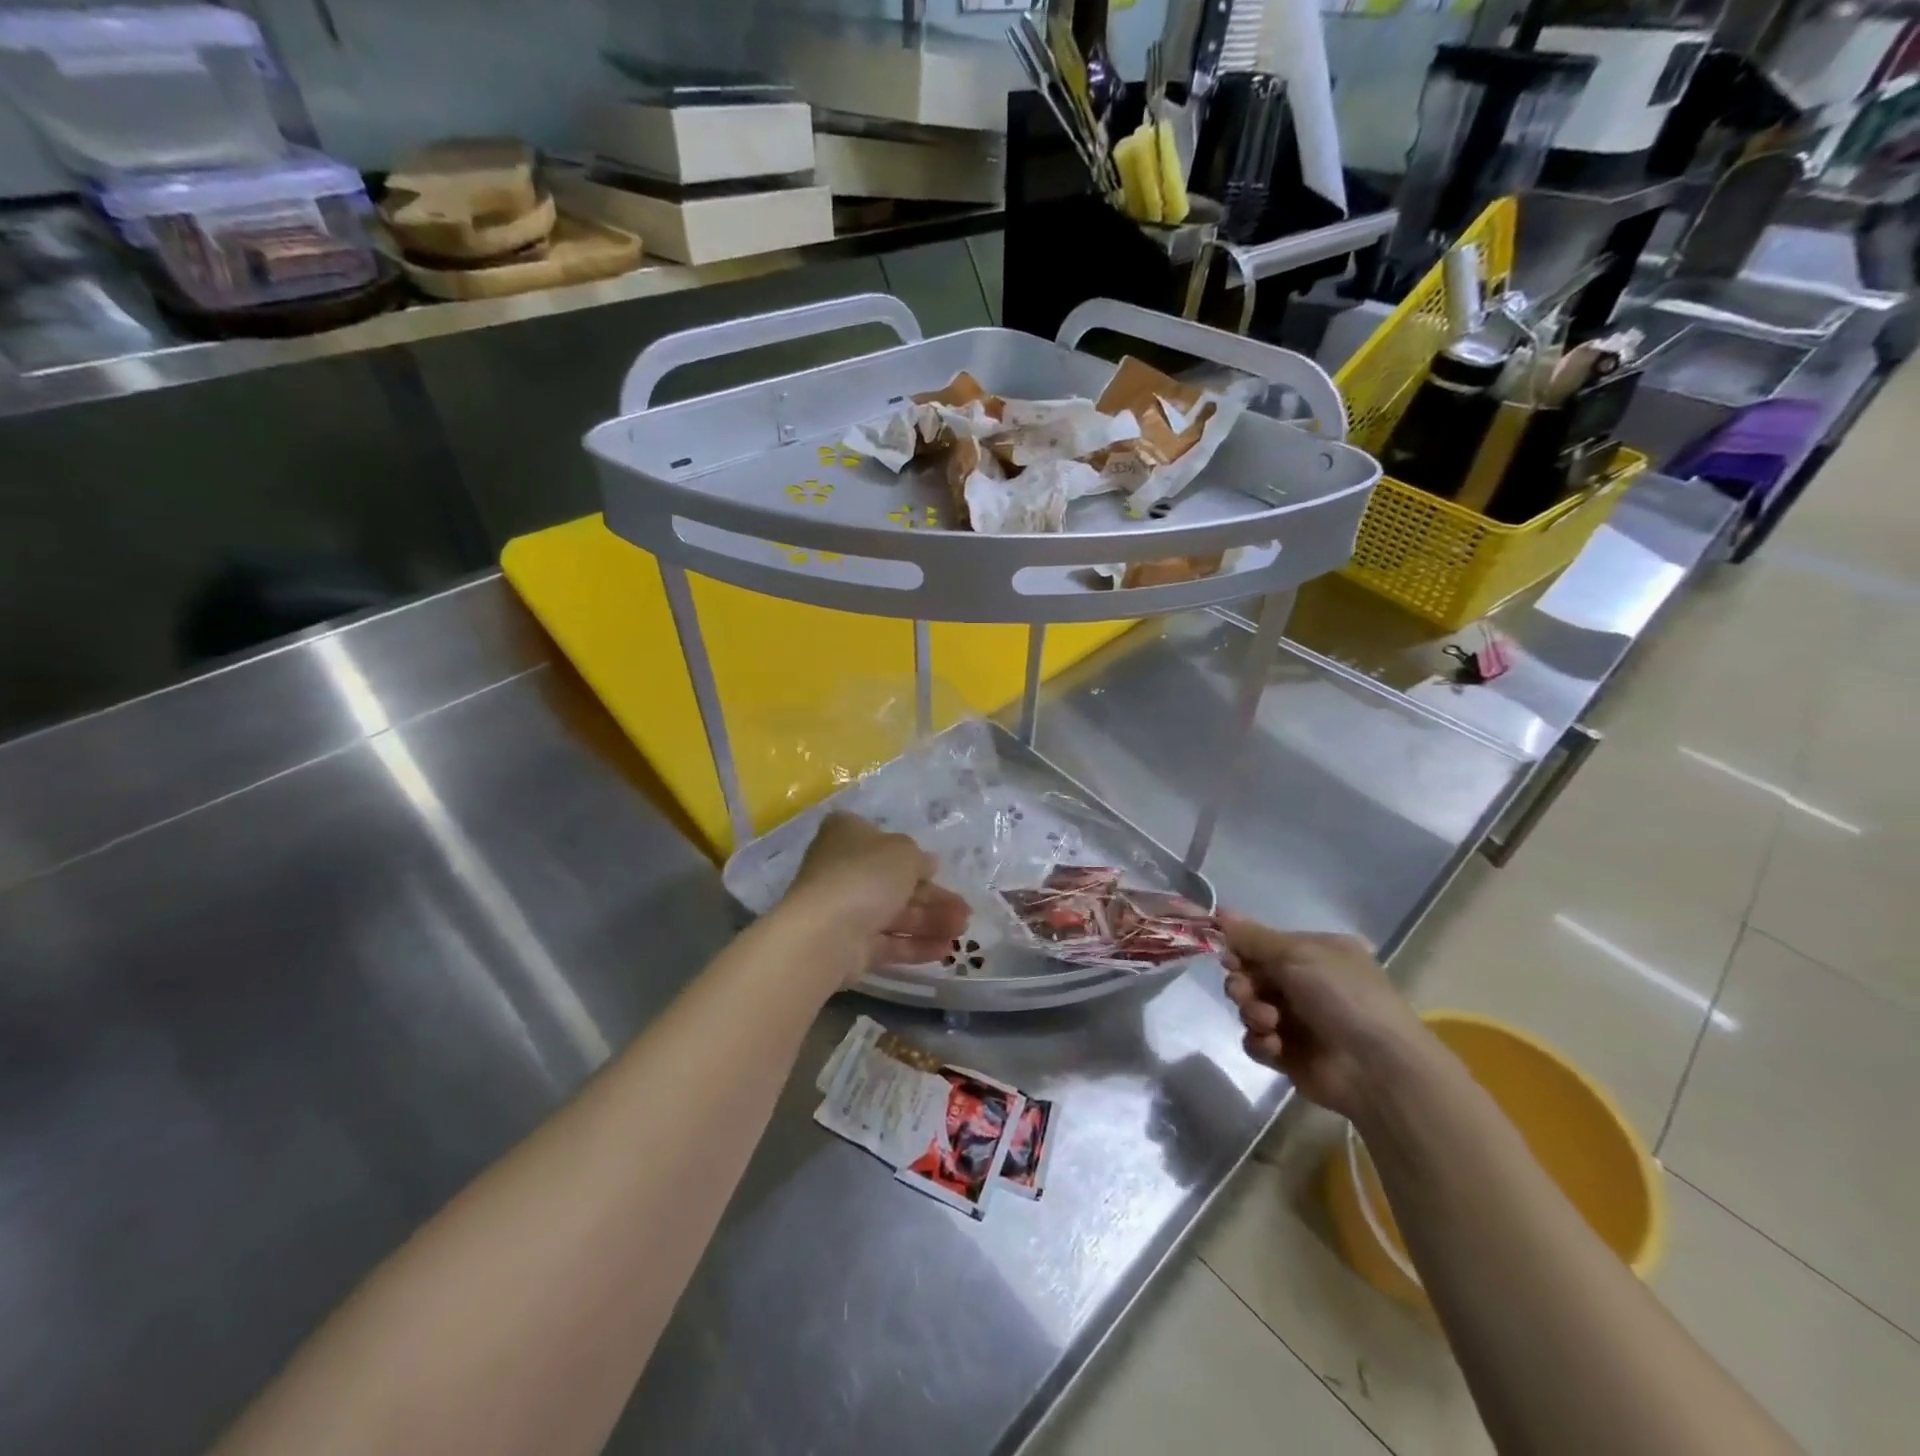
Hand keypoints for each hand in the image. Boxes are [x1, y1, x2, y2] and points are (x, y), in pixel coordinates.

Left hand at [783, 813, 969, 980]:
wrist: (827, 931)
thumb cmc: (866, 874)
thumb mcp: (904, 852)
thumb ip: (920, 858)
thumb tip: (927, 864)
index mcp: (848, 834)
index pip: (883, 840)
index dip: (912, 854)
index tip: (937, 868)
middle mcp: (843, 869)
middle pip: (894, 881)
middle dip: (933, 897)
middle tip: (966, 910)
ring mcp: (845, 909)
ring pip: (895, 913)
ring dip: (931, 921)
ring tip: (963, 932)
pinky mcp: (850, 946)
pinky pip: (888, 942)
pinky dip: (916, 944)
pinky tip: (946, 950)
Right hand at [1220, 916, 1433, 1121]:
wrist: (1377, 1068)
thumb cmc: (1341, 996)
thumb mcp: (1296, 954)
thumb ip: (1252, 937)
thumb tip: (1221, 911)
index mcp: (1315, 953)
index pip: (1264, 945)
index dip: (1241, 950)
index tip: (1230, 957)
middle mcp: (1306, 983)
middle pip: (1251, 976)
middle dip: (1242, 983)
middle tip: (1246, 991)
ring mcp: (1297, 1021)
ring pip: (1250, 1008)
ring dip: (1252, 1012)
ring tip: (1270, 1022)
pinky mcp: (1289, 1055)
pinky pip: (1256, 1040)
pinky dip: (1260, 1041)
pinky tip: (1275, 1044)